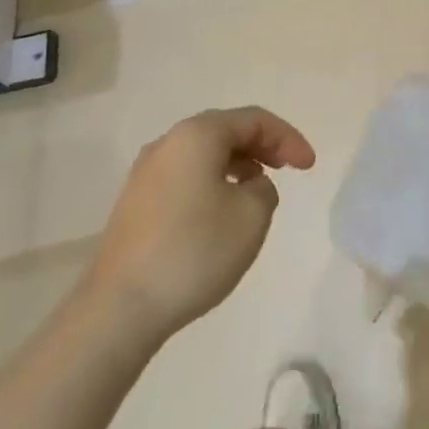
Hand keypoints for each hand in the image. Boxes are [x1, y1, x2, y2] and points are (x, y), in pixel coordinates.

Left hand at [84, 108, 315, 345]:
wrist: (119, 308)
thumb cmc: (194, 251)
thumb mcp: (252, 216)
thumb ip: (265, 189)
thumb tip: (249, 186)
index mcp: (197, 135)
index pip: (254, 120)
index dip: (288, 138)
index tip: (310, 167)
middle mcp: (168, 143)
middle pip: (226, 130)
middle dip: (262, 146)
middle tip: (288, 169)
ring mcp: (146, 173)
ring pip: (204, 153)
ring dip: (237, 164)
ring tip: (259, 189)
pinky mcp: (135, 202)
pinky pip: (186, 175)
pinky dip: (213, 181)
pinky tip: (222, 210)